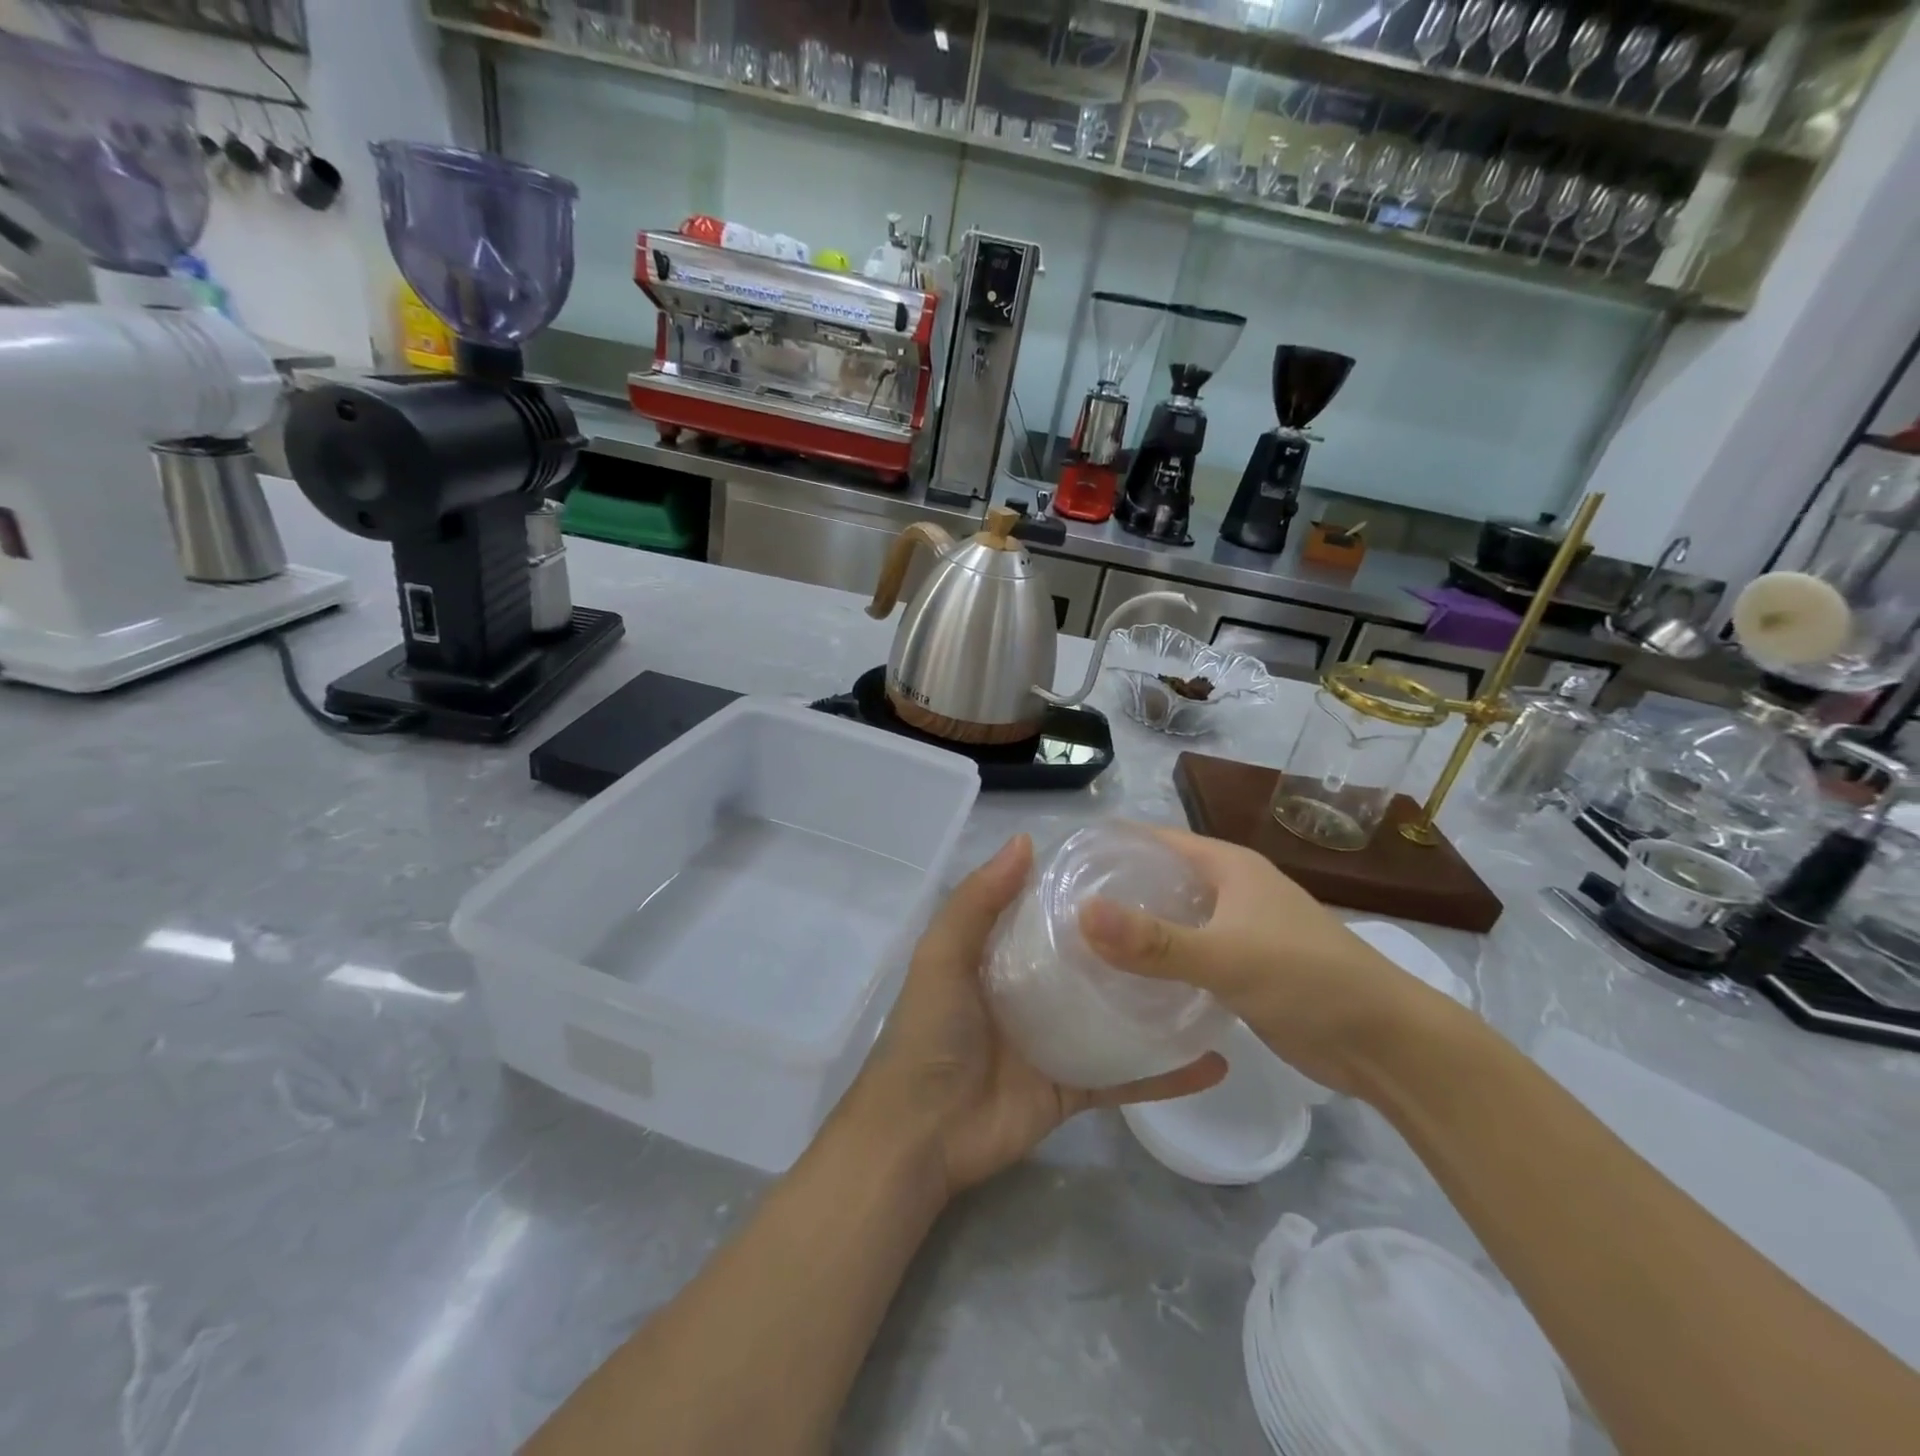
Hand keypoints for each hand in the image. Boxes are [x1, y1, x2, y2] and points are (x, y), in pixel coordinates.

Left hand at [851, 834, 1225, 1196]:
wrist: (922, 1136)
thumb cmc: (930, 1034)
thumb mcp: (943, 956)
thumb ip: (977, 901)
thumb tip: (1026, 841)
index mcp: (997, 958)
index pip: (1044, 915)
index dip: (1078, 892)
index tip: (1129, 870)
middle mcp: (1029, 995)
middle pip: (1085, 963)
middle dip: (1126, 944)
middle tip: (1184, 917)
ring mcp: (1054, 1043)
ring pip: (1113, 1017)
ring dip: (1154, 1003)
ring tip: (1209, 977)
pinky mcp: (1073, 1090)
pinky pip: (1125, 1078)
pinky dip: (1166, 1074)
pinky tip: (1214, 1059)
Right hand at [1078, 826, 1455, 1097]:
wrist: (1385, 1044)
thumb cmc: (1307, 980)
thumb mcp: (1226, 956)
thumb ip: (1153, 940)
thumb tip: (1082, 913)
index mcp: (1228, 866)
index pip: (1155, 840)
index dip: (1111, 848)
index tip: (1062, 869)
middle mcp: (1231, 889)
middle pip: (1161, 879)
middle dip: (1115, 891)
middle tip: (1059, 912)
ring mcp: (1239, 930)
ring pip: (1174, 919)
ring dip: (1136, 929)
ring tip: (1081, 946)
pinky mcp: (1243, 969)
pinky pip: (1189, 955)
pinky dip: (1159, 963)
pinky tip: (1126, 981)